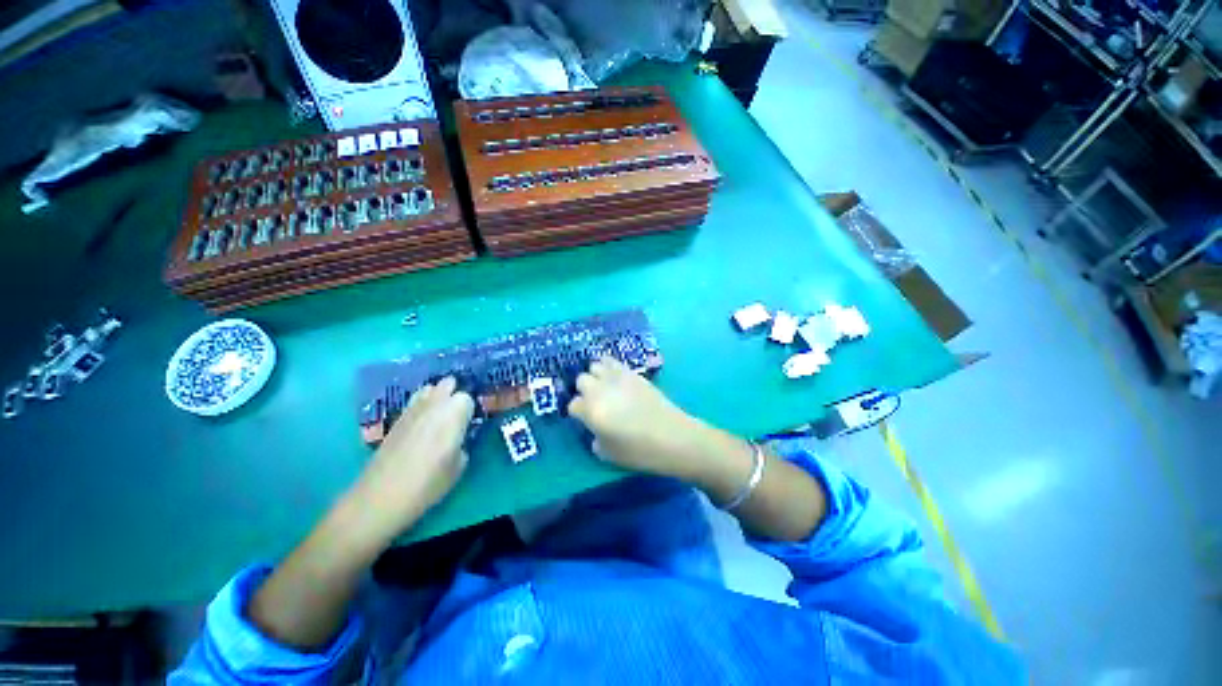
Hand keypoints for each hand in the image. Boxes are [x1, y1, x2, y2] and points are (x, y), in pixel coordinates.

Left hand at [349, 376, 474, 541]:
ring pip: (429, 388)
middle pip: (448, 384)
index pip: (468, 398)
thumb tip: (459, 439)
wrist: (382, 496)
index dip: (470, 410)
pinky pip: (414, 401)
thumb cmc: (428, 482)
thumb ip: (463, 444)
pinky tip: (422, 424)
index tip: (470, 423)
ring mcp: (412, 410)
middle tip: (457, 414)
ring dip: (437, 396)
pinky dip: (422, 405)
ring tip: (439, 414)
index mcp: (453, 414)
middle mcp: (434, 405)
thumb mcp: (459, 466)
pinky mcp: (396, 419)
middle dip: (454, 394)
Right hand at [568, 357, 727, 480]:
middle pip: (581, 380)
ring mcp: (617, 377)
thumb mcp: (608, 454)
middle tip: (595, 402)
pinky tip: (615, 378)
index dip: (578, 413)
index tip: (586, 419)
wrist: (673, 436)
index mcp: (591, 411)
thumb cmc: (639, 451)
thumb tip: (596, 428)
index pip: (573, 405)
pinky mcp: (632, 372)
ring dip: (596, 375)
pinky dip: (609, 367)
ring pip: (595, 365)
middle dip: (585, 391)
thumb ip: (595, 439)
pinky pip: (613, 361)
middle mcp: (600, 389)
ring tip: (604, 386)